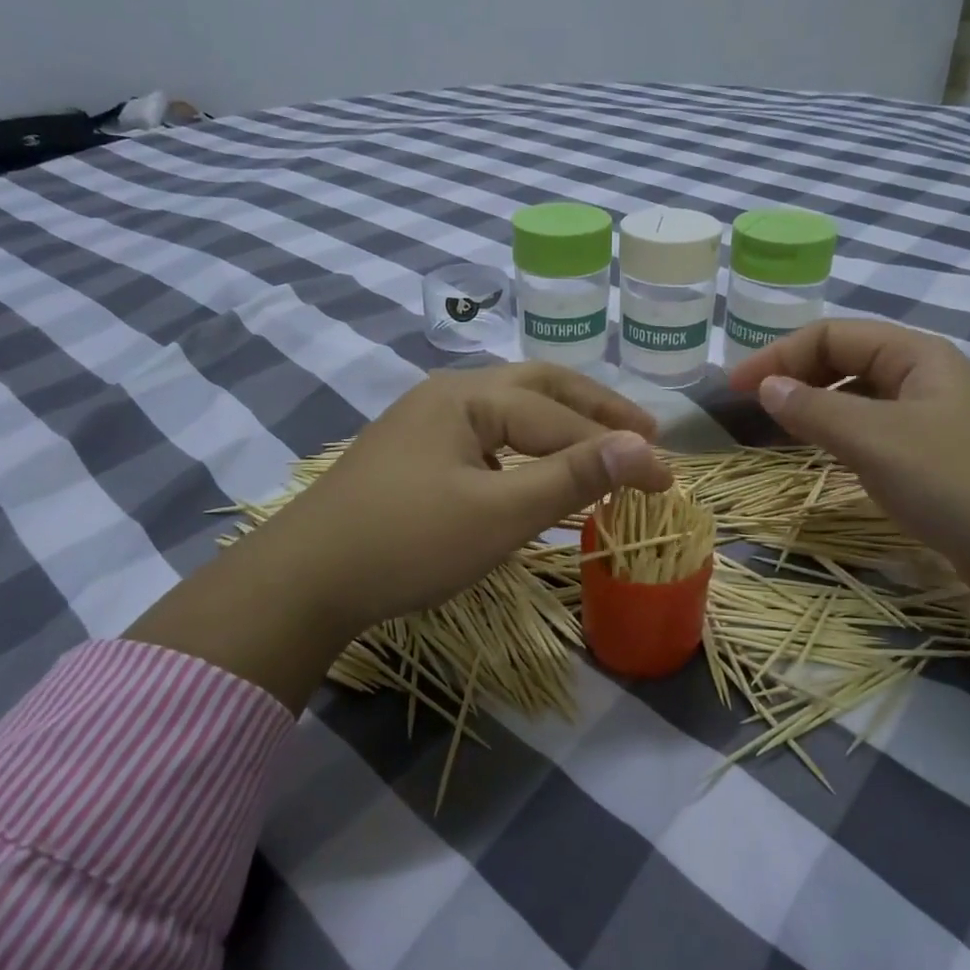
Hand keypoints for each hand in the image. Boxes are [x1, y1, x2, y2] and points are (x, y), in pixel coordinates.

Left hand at [126, 363, 671, 707]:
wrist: (303, 581)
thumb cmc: (406, 543)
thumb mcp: (498, 513)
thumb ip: (571, 476)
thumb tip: (643, 449)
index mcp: (468, 396)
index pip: (561, 416)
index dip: (617, 446)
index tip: (667, 479)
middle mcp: (448, 394)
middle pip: (538, 388)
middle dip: (595, 408)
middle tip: (644, 432)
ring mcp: (426, 422)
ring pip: (511, 411)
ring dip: (561, 424)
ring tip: (603, 444)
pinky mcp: (414, 453)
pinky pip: (488, 435)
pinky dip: (527, 445)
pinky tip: (538, 465)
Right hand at [730, 319, 969, 601]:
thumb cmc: (959, 482)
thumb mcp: (877, 440)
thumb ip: (815, 409)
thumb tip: (766, 386)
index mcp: (916, 355)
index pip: (831, 335)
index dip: (778, 355)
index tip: (735, 388)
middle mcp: (925, 378)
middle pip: (845, 360)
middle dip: (794, 376)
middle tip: (749, 408)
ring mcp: (934, 419)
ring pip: (858, 398)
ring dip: (814, 406)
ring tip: (775, 430)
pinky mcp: (938, 459)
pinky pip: (874, 432)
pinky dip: (840, 436)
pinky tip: (824, 456)